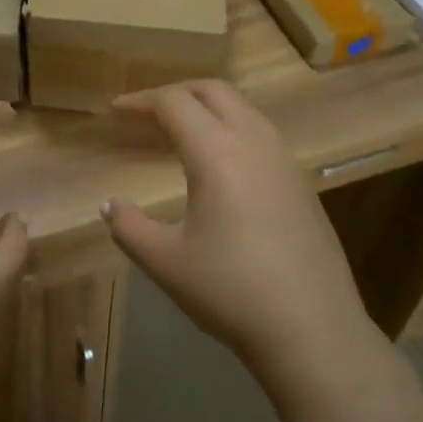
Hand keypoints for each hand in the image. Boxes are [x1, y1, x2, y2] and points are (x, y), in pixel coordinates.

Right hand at [103, 80, 381, 386]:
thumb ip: (129, 226)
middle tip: (146, 112)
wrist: (312, 330)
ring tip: (180, 132)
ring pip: (243, 109)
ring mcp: (285, 160)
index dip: (141, 100)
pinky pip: (261, 134)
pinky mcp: (301, 182)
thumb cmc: (230, 291)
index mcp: (217, 152)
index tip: (116, 110)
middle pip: (213, 91)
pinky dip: (231, 129)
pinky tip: (220, 164)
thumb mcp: (165, 261)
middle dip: (176, 92)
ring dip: (208, 108)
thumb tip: (110, 205)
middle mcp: (254, 142)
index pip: (174, 103)